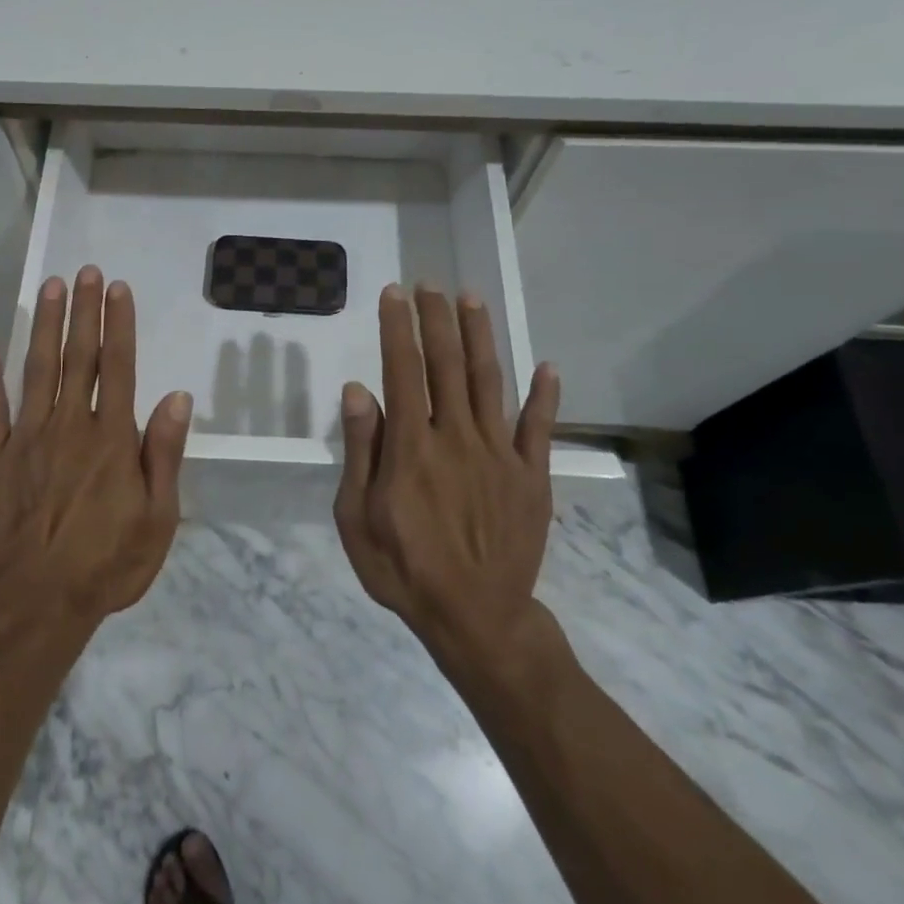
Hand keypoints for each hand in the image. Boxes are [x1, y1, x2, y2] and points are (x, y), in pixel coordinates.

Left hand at [0, 265, 192, 623]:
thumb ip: (164, 454)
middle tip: (85, 271)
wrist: (37, 607)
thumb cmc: (107, 564)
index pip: (119, 367)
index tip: (116, 288)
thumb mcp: (158, 519)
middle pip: (79, 357)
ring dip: (44, 325)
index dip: (119, 324)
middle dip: (83, 311)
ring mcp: (26, 439)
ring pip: (37, 369)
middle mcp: (69, 426)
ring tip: (50, 287)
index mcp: (111, 439)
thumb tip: (178, 397)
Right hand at [335, 284, 559, 657]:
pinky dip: (544, 395)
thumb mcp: (356, 517)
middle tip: (429, 284)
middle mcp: (456, 436)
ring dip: (479, 337)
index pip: (402, 370)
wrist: (476, 619)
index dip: (397, 327)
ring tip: (471, 299)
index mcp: (411, 446)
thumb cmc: (404, 569)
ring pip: (487, 381)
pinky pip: (538, 428)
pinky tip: (547, 367)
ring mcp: (499, 454)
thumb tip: (358, 389)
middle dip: (436, 318)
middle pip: (445, 363)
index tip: (393, 294)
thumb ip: (361, 450)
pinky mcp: (531, 475)